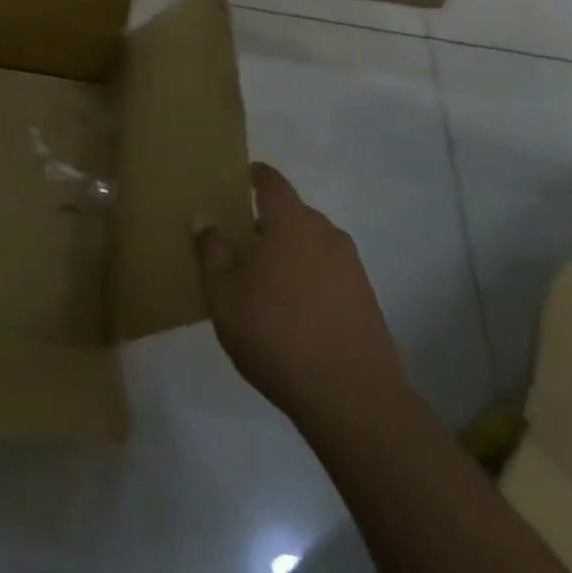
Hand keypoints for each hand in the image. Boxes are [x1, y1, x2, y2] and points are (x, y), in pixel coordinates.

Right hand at [196, 163, 403, 432]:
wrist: (351, 396)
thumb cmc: (276, 334)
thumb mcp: (224, 295)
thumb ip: (211, 252)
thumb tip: (205, 219)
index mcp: (290, 221)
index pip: (272, 181)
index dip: (255, 176)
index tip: (240, 179)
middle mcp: (325, 231)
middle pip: (292, 214)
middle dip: (268, 223)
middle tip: (242, 245)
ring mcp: (351, 265)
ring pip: (312, 245)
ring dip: (291, 254)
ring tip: (268, 284)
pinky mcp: (366, 297)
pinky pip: (330, 273)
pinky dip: (311, 280)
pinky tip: (297, 313)